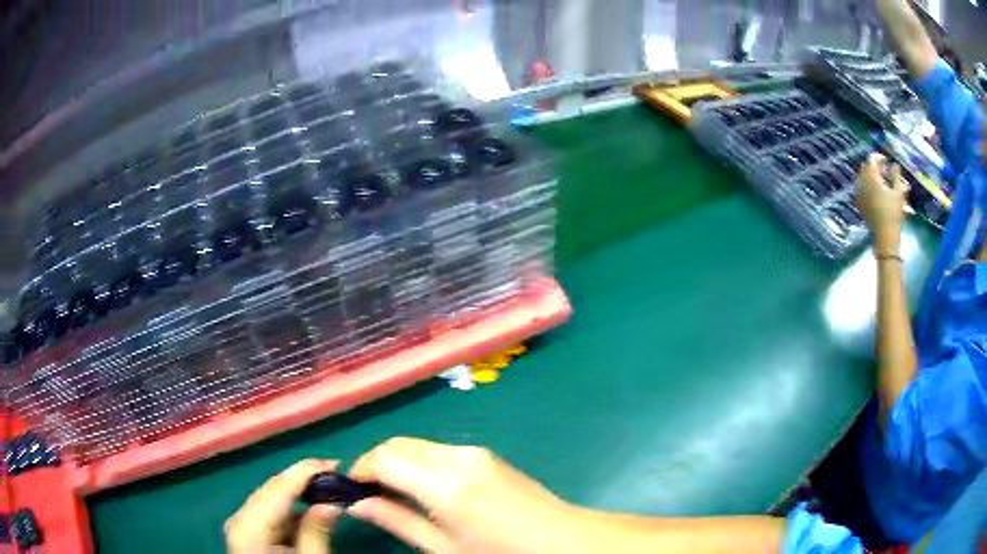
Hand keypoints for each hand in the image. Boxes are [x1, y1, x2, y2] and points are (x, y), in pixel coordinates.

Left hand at [226, 459, 341, 553]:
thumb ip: (317, 532)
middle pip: (272, 489)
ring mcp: (241, 525)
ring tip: (326, 489)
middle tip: (336, 474)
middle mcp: (240, 519)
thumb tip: (332, 503)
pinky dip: (289, 508)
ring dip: (297, 493)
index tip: (335, 463)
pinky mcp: (247, 532)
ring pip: (270, 499)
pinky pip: (269, 512)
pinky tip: (308, 510)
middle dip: (303, 479)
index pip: (278, 489)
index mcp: (250, 527)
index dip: (305, 471)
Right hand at [347, 437, 581, 553]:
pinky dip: (418, 462)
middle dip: (375, 463)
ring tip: (395, 494)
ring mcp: (473, 450)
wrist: (559, 538)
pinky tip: (423, 487)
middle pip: (396, 444)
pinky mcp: (484, 452)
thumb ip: (396, 521)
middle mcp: (456, 456)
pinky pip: (437, 449)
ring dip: (396, 462)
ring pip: (415, 444)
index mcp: (444, 483)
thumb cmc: (499, 552)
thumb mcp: (443, 547)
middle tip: (369, 494)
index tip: (351, 490)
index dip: (359, 470)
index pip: (383, 458)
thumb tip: (357, 504)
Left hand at [856, 153, 908, 254]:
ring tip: (880, 181)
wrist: (884, 235)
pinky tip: (875, 191)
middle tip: (884, 170)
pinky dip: (867, 186)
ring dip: (870, 176)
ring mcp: (859, 193)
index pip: (872, 160)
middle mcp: (863, 182)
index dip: (879, 157)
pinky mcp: (859, 203)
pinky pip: (860, 189)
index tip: (886, 160)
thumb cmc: (893, 212)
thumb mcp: (898, 192)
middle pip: (866, 167)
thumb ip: (896, 176)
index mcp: (872, 177)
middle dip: (874, 166)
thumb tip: (895, 165)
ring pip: (862, 177)